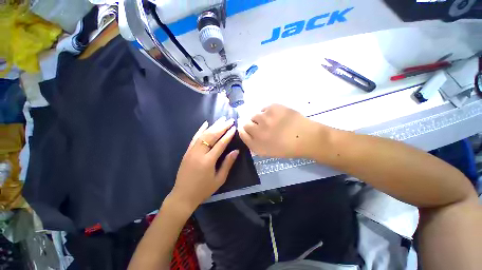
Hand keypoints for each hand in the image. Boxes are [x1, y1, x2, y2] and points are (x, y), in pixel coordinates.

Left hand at [169, 117, 238, 212]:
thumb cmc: (203, 189)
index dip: (228, 135)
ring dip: (213, 126)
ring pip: (203, 135)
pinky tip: (205, 123)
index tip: (234, 128)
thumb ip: (227, 164)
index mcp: (208, 161)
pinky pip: (194, 138)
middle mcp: (199, 153)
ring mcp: (191, 151)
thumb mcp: (219, 179)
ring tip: (221, 119)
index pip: (220, 144)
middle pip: (212, 136)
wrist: (183, 195)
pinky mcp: (187, 151)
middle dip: (222, 127)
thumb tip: (236, 151)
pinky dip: (200, 129)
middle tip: (230, 120)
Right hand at [239, 104, 325, 157]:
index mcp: (256, 144)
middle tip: (263, 127)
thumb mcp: (267, 152)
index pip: (242, 133)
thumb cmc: (287, 148)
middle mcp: (257, 131)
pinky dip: (268, 112)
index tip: (250, 131)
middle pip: (246, 124)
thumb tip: (246, 132)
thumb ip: (254, 143)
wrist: (307, 138)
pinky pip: (264, 109)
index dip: (245, 131)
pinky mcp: (273, 107)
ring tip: (272, 122)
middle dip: (253, 126)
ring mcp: (265, 118)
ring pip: (255, 115)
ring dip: (261, 119)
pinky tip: (277, 116)